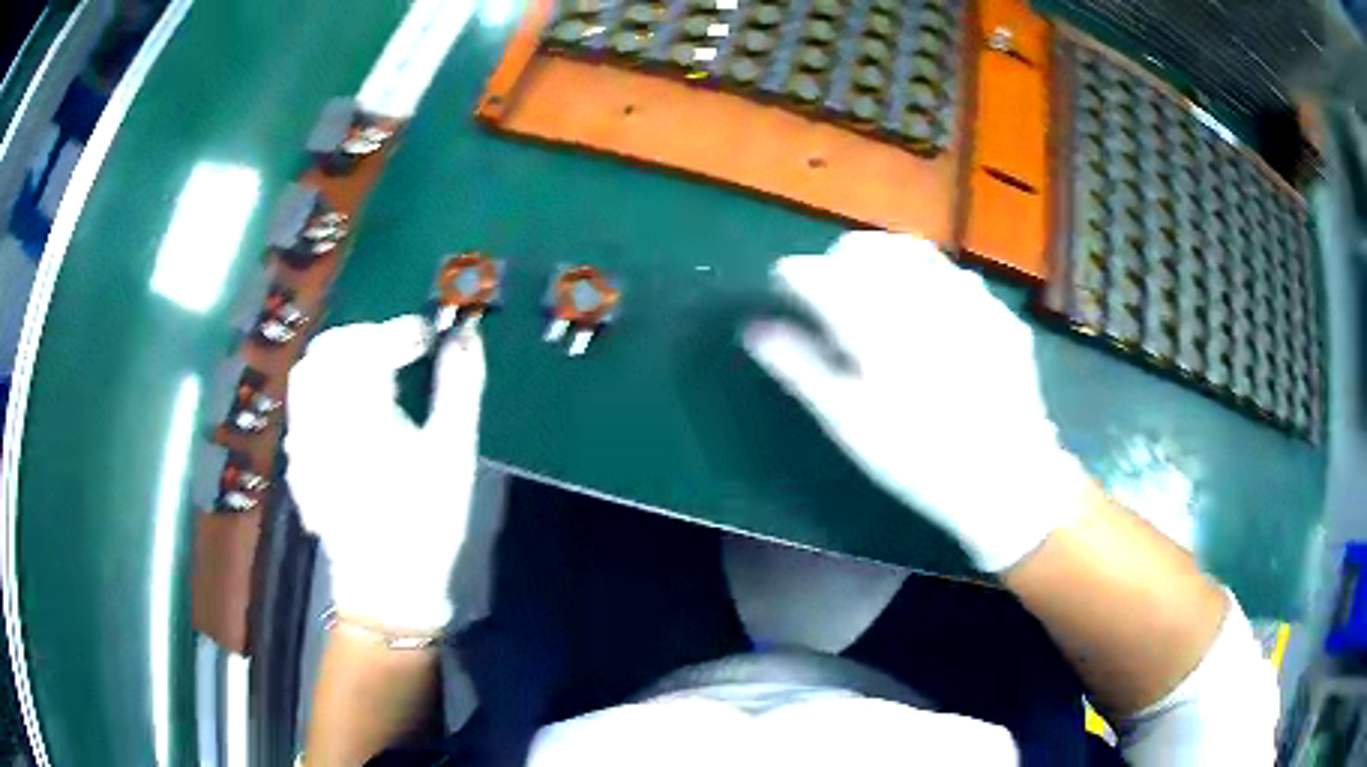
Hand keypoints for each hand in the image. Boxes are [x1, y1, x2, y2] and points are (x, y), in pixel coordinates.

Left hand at [285, 315, 485, 629]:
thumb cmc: (426, 518)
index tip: (428, 338)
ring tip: (370, 375)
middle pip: (328, 349)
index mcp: (359, 409)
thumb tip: (465, 335)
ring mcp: (302, 441)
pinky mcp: (298, 463)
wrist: (387, 583)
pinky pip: (300, 409)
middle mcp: (320, 416)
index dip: (402, 331)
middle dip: (363, 338)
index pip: (371, 344)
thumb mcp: (453, 451)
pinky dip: (322, 393)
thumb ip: (459, 385)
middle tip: (397, 351)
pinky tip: (346, 415)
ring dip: (338, 361)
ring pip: (306, 376)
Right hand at [742, 232, 1088, 571]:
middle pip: (865, 247)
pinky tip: (930, 314)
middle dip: (837, 260)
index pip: (817, 273)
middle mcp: (920, 295)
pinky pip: (953, 273)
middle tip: (831, 293)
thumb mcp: (850, 422)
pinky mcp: (996, 311)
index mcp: (876, 323)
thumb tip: (755, 328)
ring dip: (883, 261)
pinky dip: (928, 280)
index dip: (793, 276)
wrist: (1006, 479)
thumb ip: (800, 367)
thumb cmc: (917, 459)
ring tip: (877, 294)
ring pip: (912, 251)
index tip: (785, 289)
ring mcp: (967, 298)